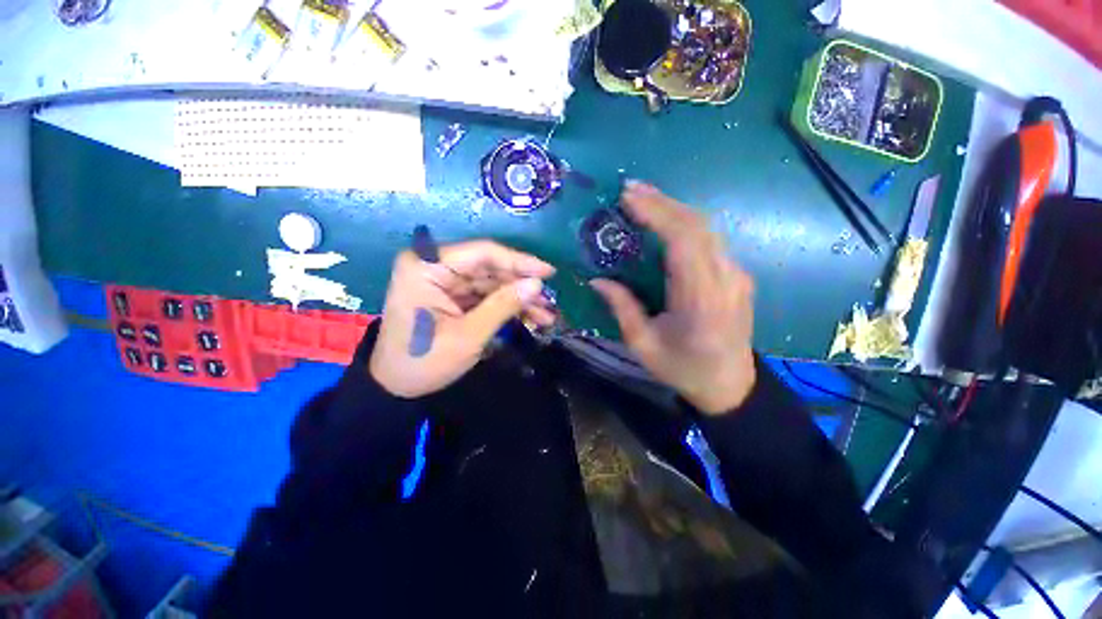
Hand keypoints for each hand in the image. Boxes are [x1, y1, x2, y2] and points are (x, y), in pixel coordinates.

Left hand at [369, 240, 555, 397]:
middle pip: (489, 267)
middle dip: (521, 285)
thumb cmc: (424, 361)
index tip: (549, 272)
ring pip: (492, 282)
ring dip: (518, 297)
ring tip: (546, 314)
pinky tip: (530, 317)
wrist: (395, 386)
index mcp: (427, 266)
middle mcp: (435, 266)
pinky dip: (507, 306)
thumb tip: (537, 284)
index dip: (519, 261)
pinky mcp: (452, 295)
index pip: (482, 253)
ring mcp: (444, 281)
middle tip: (549, 300)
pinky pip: (485, 295)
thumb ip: (503, 306)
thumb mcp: (468, 336)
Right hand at [591, 181, 755, 414]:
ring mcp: (736, 275)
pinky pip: (710, 240)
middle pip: (697, 226)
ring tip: (643, 198)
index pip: (683, 241)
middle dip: (662, 202)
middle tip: (630, 189)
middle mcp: (725, 280)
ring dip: (673, 208)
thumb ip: (622, 308)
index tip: (628, 197)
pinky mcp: (737, 275)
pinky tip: (665, 219)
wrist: (730, 385)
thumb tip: (597, 279)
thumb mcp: (643, 345)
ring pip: (706, 228)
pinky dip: (685, 223)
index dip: (656, 213)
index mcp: (700, 301)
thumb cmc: (682, 369)